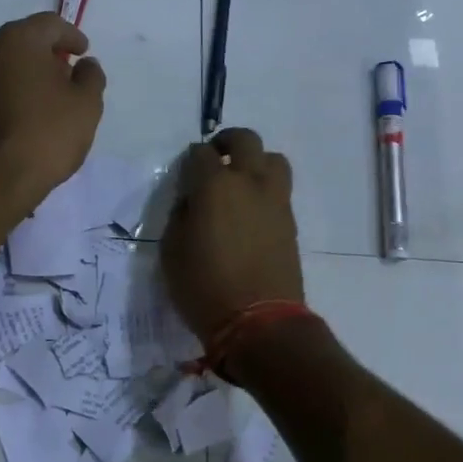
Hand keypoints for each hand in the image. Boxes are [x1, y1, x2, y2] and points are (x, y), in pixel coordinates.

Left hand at [0, 12, 106, 222]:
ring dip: (25, 75)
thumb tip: (84, 65)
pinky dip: (9, 94)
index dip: (72, 36)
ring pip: (4, 66)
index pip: (50, 24)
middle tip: (67, 75)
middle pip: (23, 42)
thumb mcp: (86, 105)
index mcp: (17, 39)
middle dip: (47, 55)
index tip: (84, 53)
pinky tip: (23, 115)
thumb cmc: (45, 134)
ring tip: (46, 99)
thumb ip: (91, 77)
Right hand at [162, 128, 304, 344]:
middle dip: (227, 142)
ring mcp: (275, 200)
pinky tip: (251, 210)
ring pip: (272, 159)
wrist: (259, 322)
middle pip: (245, 140)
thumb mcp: (172, 250)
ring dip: (255, 161)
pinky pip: (279, 189)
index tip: (185, 173)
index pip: (200, 154)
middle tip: (215, 158)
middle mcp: (249, 182)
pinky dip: (265, 188)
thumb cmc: (204, 287)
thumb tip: (192, 201)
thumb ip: (180, 215)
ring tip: (241, 181)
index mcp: (214, 186)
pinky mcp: (290, 221)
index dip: (190, 160)